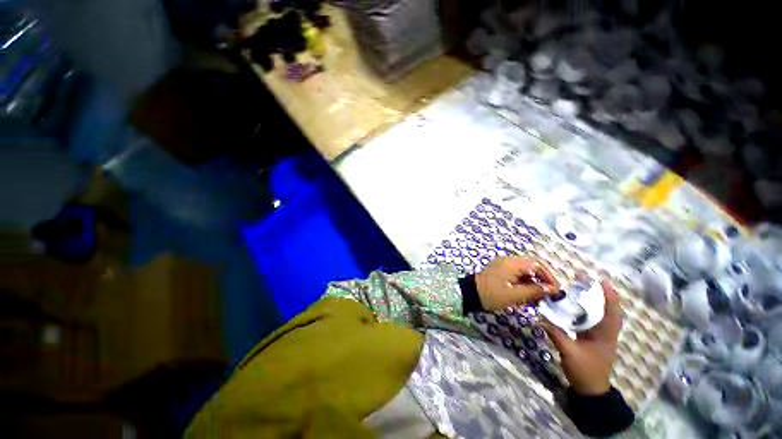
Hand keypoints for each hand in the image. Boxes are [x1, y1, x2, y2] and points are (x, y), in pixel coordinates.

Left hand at [475, 256, 559, 310]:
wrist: (470, 294)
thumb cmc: (492, 294)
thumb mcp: (515, 295)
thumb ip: (534, 291)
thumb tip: (552, 289)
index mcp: (512, 263)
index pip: (537, 265)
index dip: (549, 277)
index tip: (556, 290)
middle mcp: (508, 260)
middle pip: (531, 266)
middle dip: (542, 279)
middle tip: (548, 294)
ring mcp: (503, 264)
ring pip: (524, 270)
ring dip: (533, 282)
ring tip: (538, 297)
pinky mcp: (499, 270)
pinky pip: (516, 273)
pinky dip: (523, 282)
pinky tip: (527, 294)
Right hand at [543, 279, 622, 395]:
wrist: (591, 390)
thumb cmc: (584, 371)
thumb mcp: (569, 353)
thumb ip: (556, 334)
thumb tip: (542, 317)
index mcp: (604, 336)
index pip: (610, 313)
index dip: (609, 296)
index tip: (602, 281)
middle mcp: (605, 333)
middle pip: (607, 310)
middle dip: (599, 293)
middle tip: (585, 279)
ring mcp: (600, 336)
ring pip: (600, 314)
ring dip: (593, 300)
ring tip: (581, 287)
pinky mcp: (593, 338)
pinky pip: (592, 320)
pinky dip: (586, 310)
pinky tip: (576, 305)